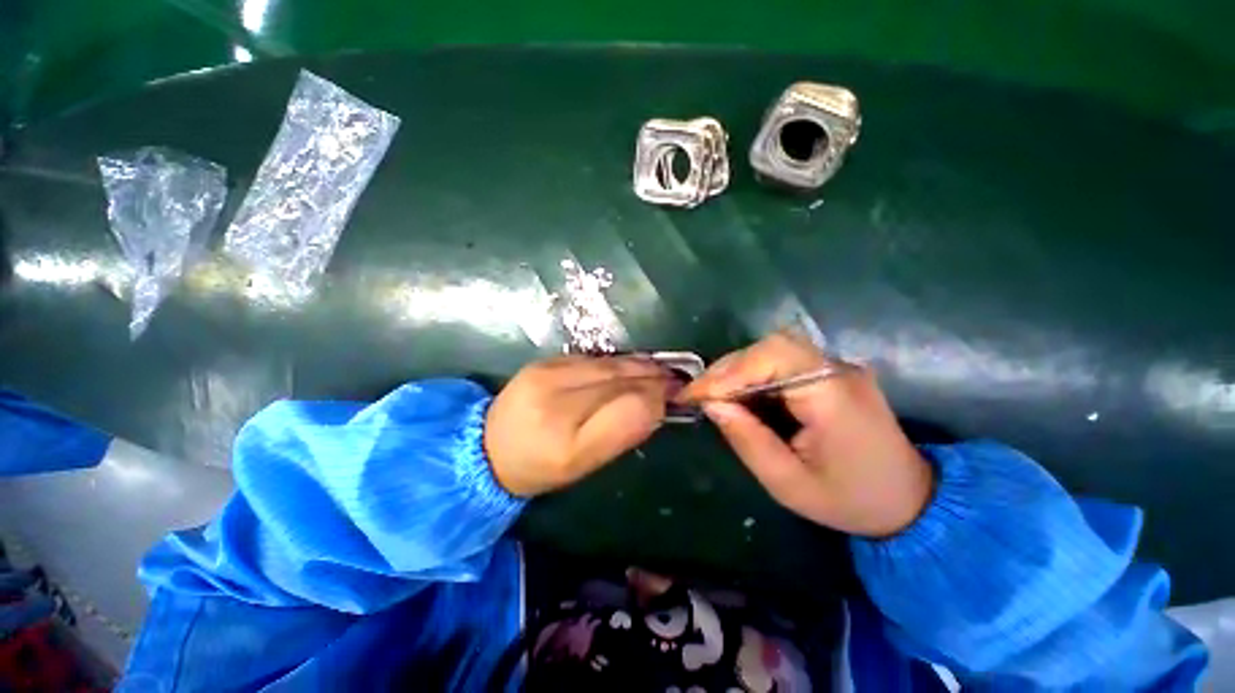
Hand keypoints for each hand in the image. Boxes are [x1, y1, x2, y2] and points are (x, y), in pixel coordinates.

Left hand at [485, 355, 669, 496]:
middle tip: (676, 378)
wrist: (489, 446)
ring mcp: (547, 373)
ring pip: (608, 364)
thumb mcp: (583, 465)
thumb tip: (655, 405)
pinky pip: (593, 359)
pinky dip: (618, 362)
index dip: (656, 398)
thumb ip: (621, 434)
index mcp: (566, 441)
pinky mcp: (545, 361)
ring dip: (639, 366)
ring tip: (660, 370)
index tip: (677, 396)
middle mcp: (556, 399)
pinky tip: (631, 366)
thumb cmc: (540, 466)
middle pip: (619, 379)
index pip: (626, 408)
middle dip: (653, 377)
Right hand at [681, 332, 932, 537]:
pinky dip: (753, 374)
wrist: (909, 501)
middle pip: (772, 346)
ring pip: (774, 349)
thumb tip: (712, 404)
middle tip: (701, 394)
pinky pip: (782, 361)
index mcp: (834, 396)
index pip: (775, 358)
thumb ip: (747, 440)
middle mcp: (838, 370)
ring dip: (738, 369)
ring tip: (714, 395)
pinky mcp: (831, 372)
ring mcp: (837, 368)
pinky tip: (739, 394)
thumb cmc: (849, 500)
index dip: (729, 372)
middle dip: (729, 368)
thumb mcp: (788, 484)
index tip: (697, 395)